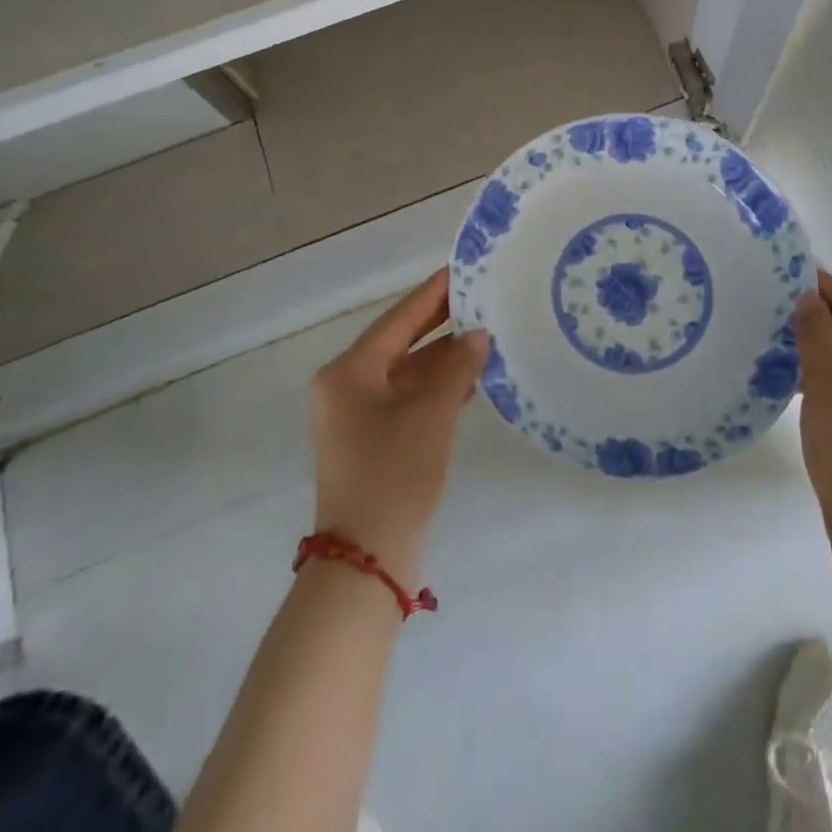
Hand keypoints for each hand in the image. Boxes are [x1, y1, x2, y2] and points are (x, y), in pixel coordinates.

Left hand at [310, 269, 488, 585]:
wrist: (366, 562)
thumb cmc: (395, 475)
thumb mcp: (432, 414)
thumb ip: (457, 367)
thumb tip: (478, 335)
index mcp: (348, 372)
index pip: (398, 318)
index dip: (433, 293)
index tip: (463, 269)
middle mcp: (345, 386)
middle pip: (399, 341)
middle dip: (440, 322)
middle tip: (481, 296)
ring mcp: (356, 414)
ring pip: (406, 371)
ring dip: (443, 357)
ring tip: (487, 333)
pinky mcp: (371, 438)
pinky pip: (407, 397)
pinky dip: (436, 386)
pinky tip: (471, 377)